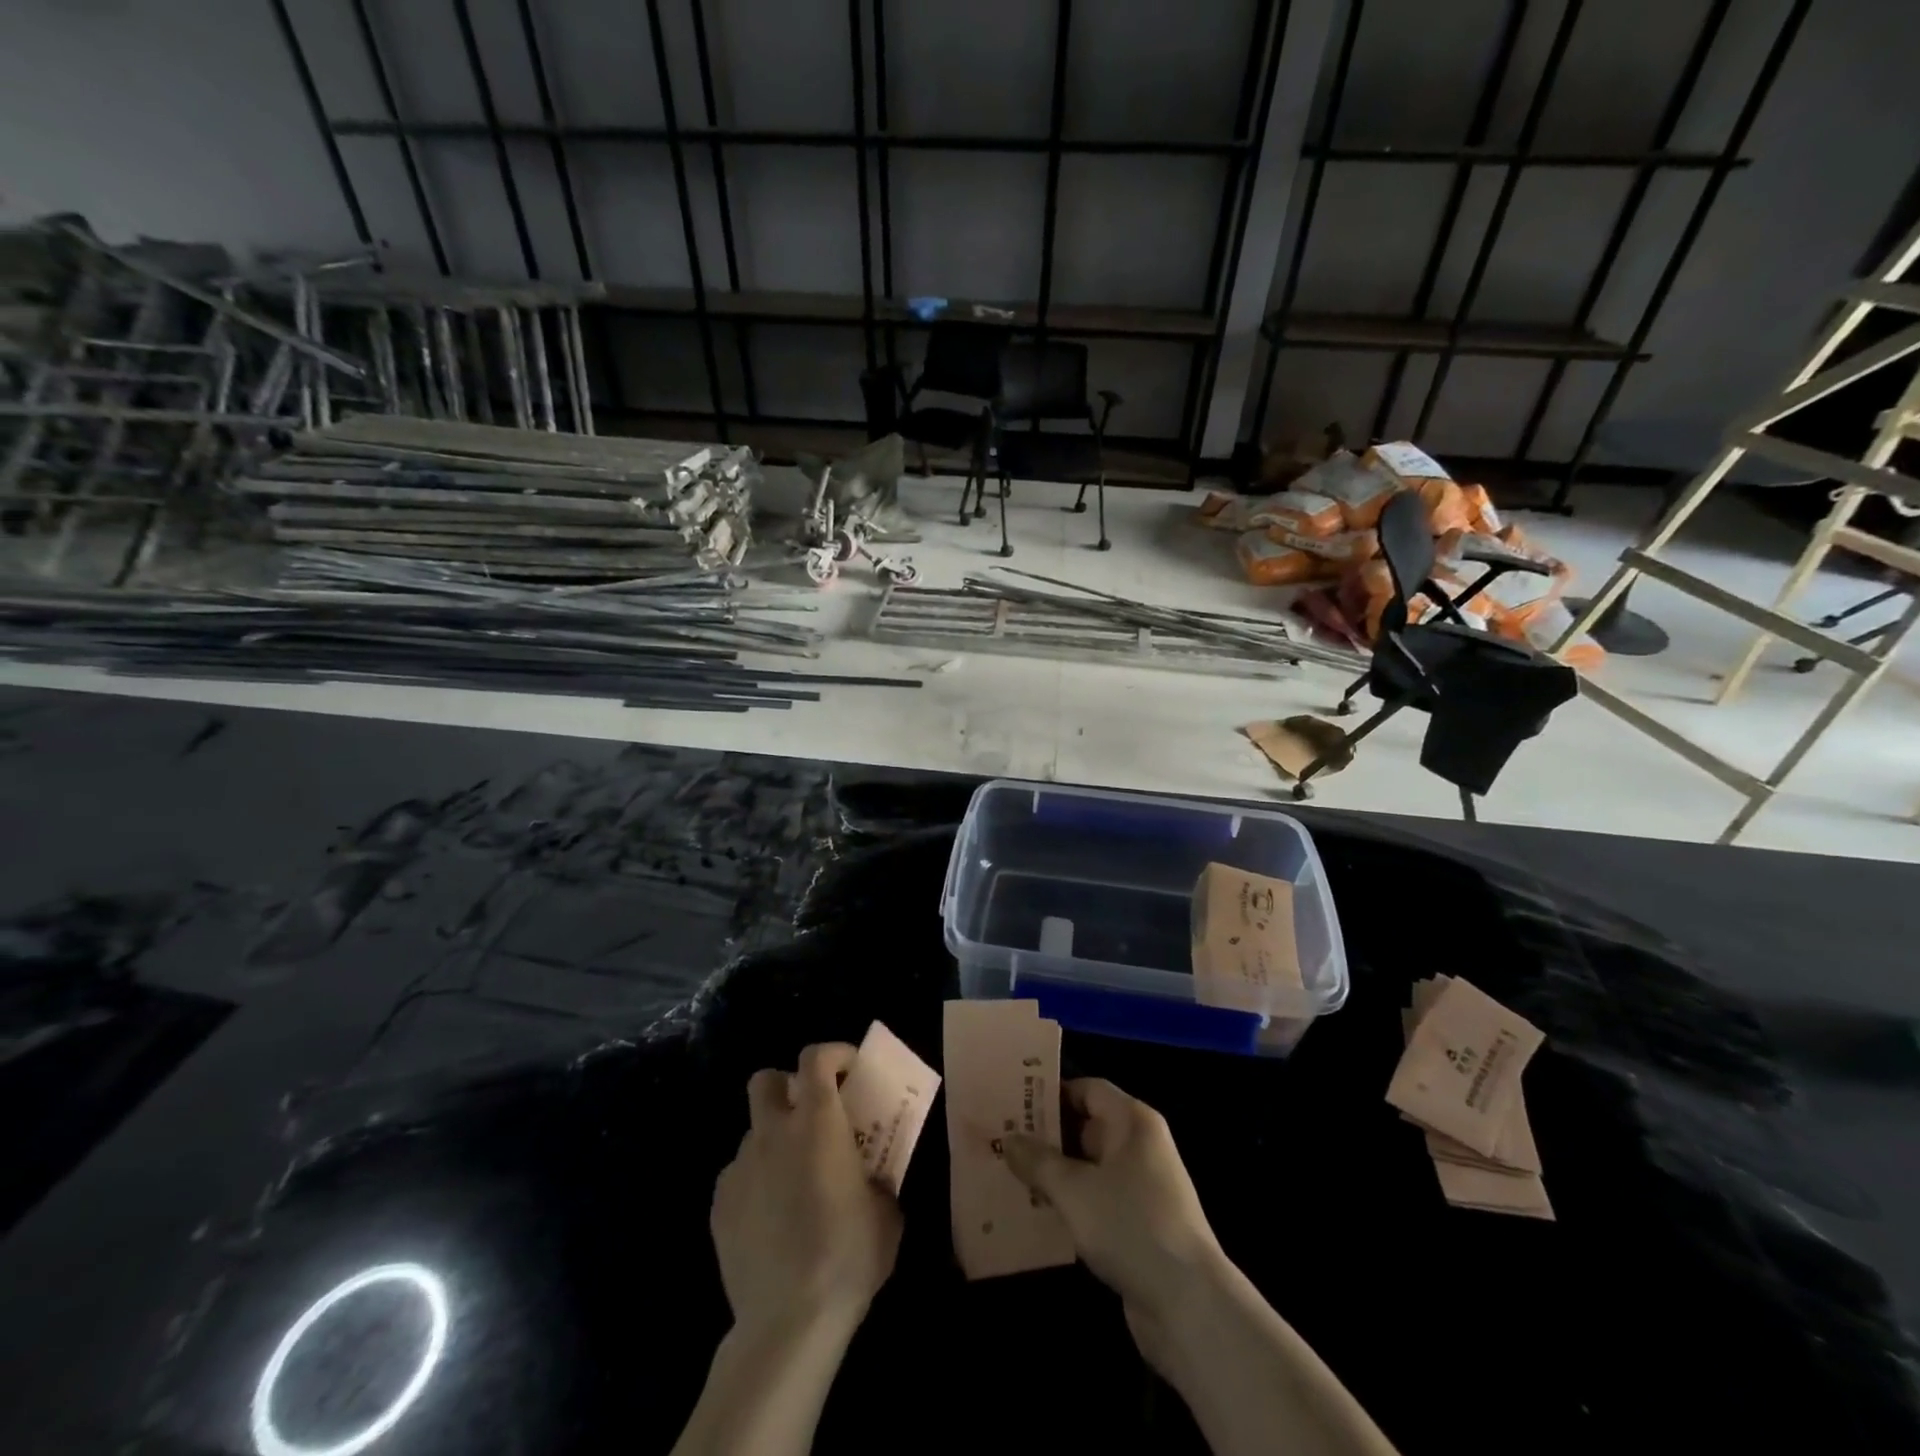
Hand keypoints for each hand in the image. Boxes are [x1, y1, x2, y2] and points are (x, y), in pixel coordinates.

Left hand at [711, 1043, 902, 1340]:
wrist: (788, 1321)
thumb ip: (877, 1179)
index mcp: (817, 1122)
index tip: (850, 1069)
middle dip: (787, 1086)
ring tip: (794, 1180)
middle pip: (766, 1080)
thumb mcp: (886, 1212)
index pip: (815, 1058)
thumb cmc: (848, 1256)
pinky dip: (757, 1182)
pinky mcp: (719, 1206)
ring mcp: (740, 1168)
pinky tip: (772, 1218)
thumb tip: (871, 1179)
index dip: (833, 1054)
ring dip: (774, 1141)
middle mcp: (773, 1132)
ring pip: (753, 1133)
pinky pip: (739, 1176)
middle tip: (811, 1114)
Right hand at [1002, 1078, 1226, 1377]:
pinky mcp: (1139, 1226)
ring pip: (1089, 1168)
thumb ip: (1038, 1161)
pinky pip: (1096, 1201)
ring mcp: (1142, 1188)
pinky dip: (1070, 1204)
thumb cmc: (1130, 1225)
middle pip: (1087, 1127)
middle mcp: (1140, 1146)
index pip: (1088, 1089)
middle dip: (1047, 1135)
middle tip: (1002, 1139)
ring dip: (1055, 1173)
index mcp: (1133, 1122)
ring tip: (1009, 1175)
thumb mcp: (1074, 1189)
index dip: (1052, 1093)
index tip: (1015, 1101)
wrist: (1189, 1304)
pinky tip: (1036, 1214)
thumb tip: (1008, 1139)